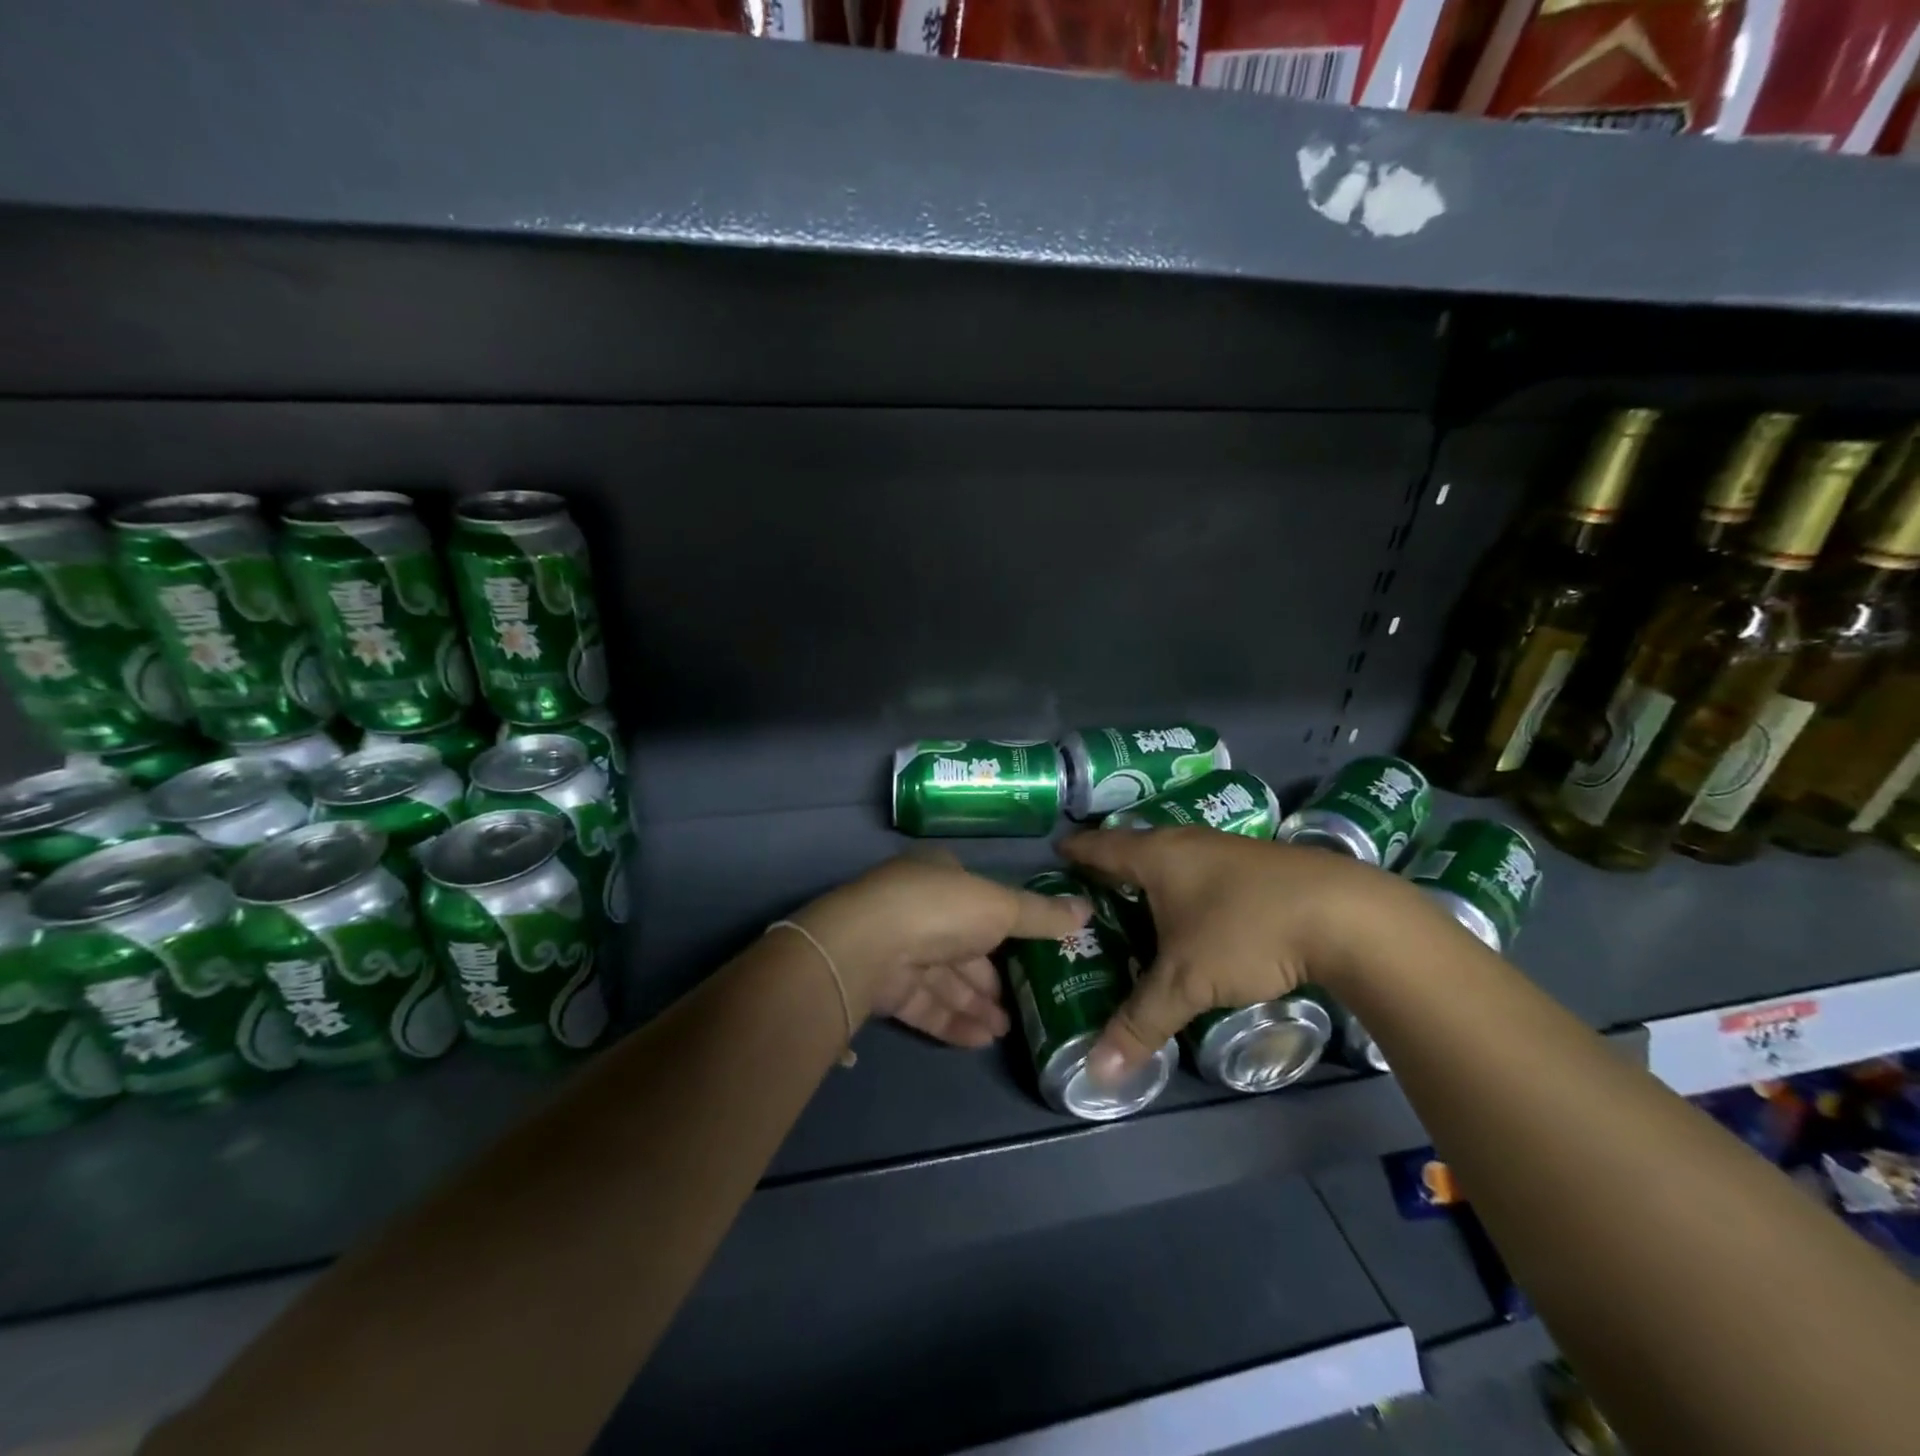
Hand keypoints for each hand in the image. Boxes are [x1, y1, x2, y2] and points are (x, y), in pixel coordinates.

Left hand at [799, 853, 1090, 1047]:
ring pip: (944, 979)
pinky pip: (926, 1004)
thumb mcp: (1000, 906)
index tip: (1033, 956)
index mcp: (939, 876)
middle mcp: (916, 908)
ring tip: (1008, 1030)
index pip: (978, 902)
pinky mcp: (883, 986)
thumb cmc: (940, 910)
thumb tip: (1087, 910)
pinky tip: (982, 1040)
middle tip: (1024, 1005)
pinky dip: (953, 1020)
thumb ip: (1041, 914)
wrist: (866, 946)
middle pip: (962, 945)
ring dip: (976, 1004)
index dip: (1006, 929)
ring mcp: (896, 947)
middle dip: (991, 977)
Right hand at [1060, 827, 1426, 1078]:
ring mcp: (1227, 849)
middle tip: (1089, 892)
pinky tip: (1195, 913)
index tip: (1056, 856)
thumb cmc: (1246, 932)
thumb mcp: (1186, 982)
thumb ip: (1140, 1023)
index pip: (1102, 846)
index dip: (1077, 852)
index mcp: (1157, 855)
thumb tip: (1096, 1073)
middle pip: (1137, 847)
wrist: (1347, 915)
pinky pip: (1203, 870)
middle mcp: (1187, 842)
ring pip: (1175, 858)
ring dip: (1153, 877)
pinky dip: (1187, 887)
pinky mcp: (1260, 865)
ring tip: (1136, 904)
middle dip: (1112, 866)